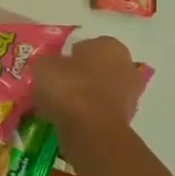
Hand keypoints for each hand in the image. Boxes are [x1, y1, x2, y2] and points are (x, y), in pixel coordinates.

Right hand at [32, 35, 150, 165]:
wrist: (91, 130)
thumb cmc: (69, 87)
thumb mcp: (44, 66)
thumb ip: (49, 62)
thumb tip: (51, 67)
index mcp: (109, 46)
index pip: (88, 45)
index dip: (69, 55)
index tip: (54, 67)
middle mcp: (126, 66)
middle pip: (98, 68)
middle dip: (81, 75)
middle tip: (57, 85)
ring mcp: (130, 95)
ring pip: (100, 90)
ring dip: (85, 95)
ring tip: (59, 105)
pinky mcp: (126, 120)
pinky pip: (100, 111)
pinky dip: (87, 113)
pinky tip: (69, 119)